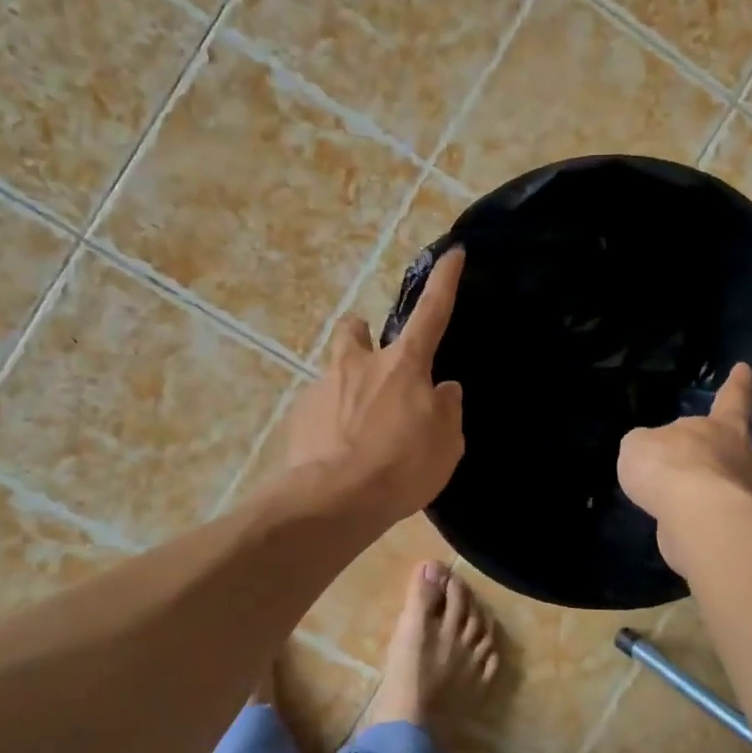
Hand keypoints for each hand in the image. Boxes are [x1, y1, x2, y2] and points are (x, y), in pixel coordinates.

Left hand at [284, 249, 465, 527]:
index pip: (432, 312)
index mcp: (404, 365)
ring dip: (346, 386)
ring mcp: (324, 387)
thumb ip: (447, 411)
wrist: (334, 500)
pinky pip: (319, 408)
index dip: (444, 281)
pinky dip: (330, 422)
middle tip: (373, 362)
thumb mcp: (446, 443)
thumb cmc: (401, 466)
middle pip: (355, 328)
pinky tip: (337, 453)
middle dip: (363, 335)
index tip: (452, 252)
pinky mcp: (299, 415)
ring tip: (357, 428)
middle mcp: (359, 364)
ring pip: (334, 371)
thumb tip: (443, 390)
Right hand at [618, 363, 751, 575]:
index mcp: (721, 430)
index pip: (731, 399)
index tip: (745, 370)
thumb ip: (653, 450)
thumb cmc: (668, 464)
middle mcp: (747, 461)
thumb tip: (661, 460)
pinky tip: (745, 546)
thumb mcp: (642, 447)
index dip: (737, 386)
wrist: (692, 510)